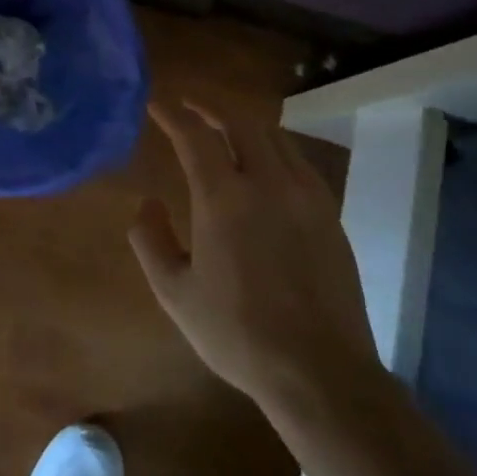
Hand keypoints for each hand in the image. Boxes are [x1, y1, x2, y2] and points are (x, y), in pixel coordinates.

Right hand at [131, 101, 382, 421]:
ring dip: (244, 124)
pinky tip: (266, 164)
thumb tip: (146, 203)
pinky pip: (298, 160)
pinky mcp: (329, 213)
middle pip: (239, 122)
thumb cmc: (238, 334)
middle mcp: (267, 183)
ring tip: (225, 129)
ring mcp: (305, 196)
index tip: (157, 103)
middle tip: (190, 106)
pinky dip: (274, 147)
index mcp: (224, 199)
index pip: (194, 136)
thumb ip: (151, 241)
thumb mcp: (175, 294)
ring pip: (274, 136)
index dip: (173, 114)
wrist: (320, 372)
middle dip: (210, 107)